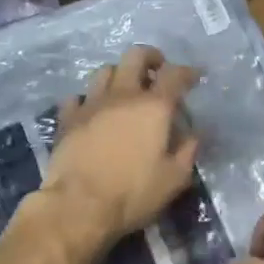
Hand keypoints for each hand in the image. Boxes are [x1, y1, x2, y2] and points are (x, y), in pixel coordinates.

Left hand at [41, 45, 199, 249]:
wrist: (77, 206)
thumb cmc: (132, 193)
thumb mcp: (174, 178)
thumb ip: (188, 150)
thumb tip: (195, 133)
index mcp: (154, 106)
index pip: (175, 74)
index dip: (188, 72)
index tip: (195, 76)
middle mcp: (123, 95)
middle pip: (136, 56)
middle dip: (151, 57)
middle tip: (157, 70)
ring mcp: (92, 104)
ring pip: (105, 70)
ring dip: (119, 74)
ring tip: (125, 88)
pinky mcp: (67, 119)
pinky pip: (77, 97)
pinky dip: (87, 99)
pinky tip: (92, 110)